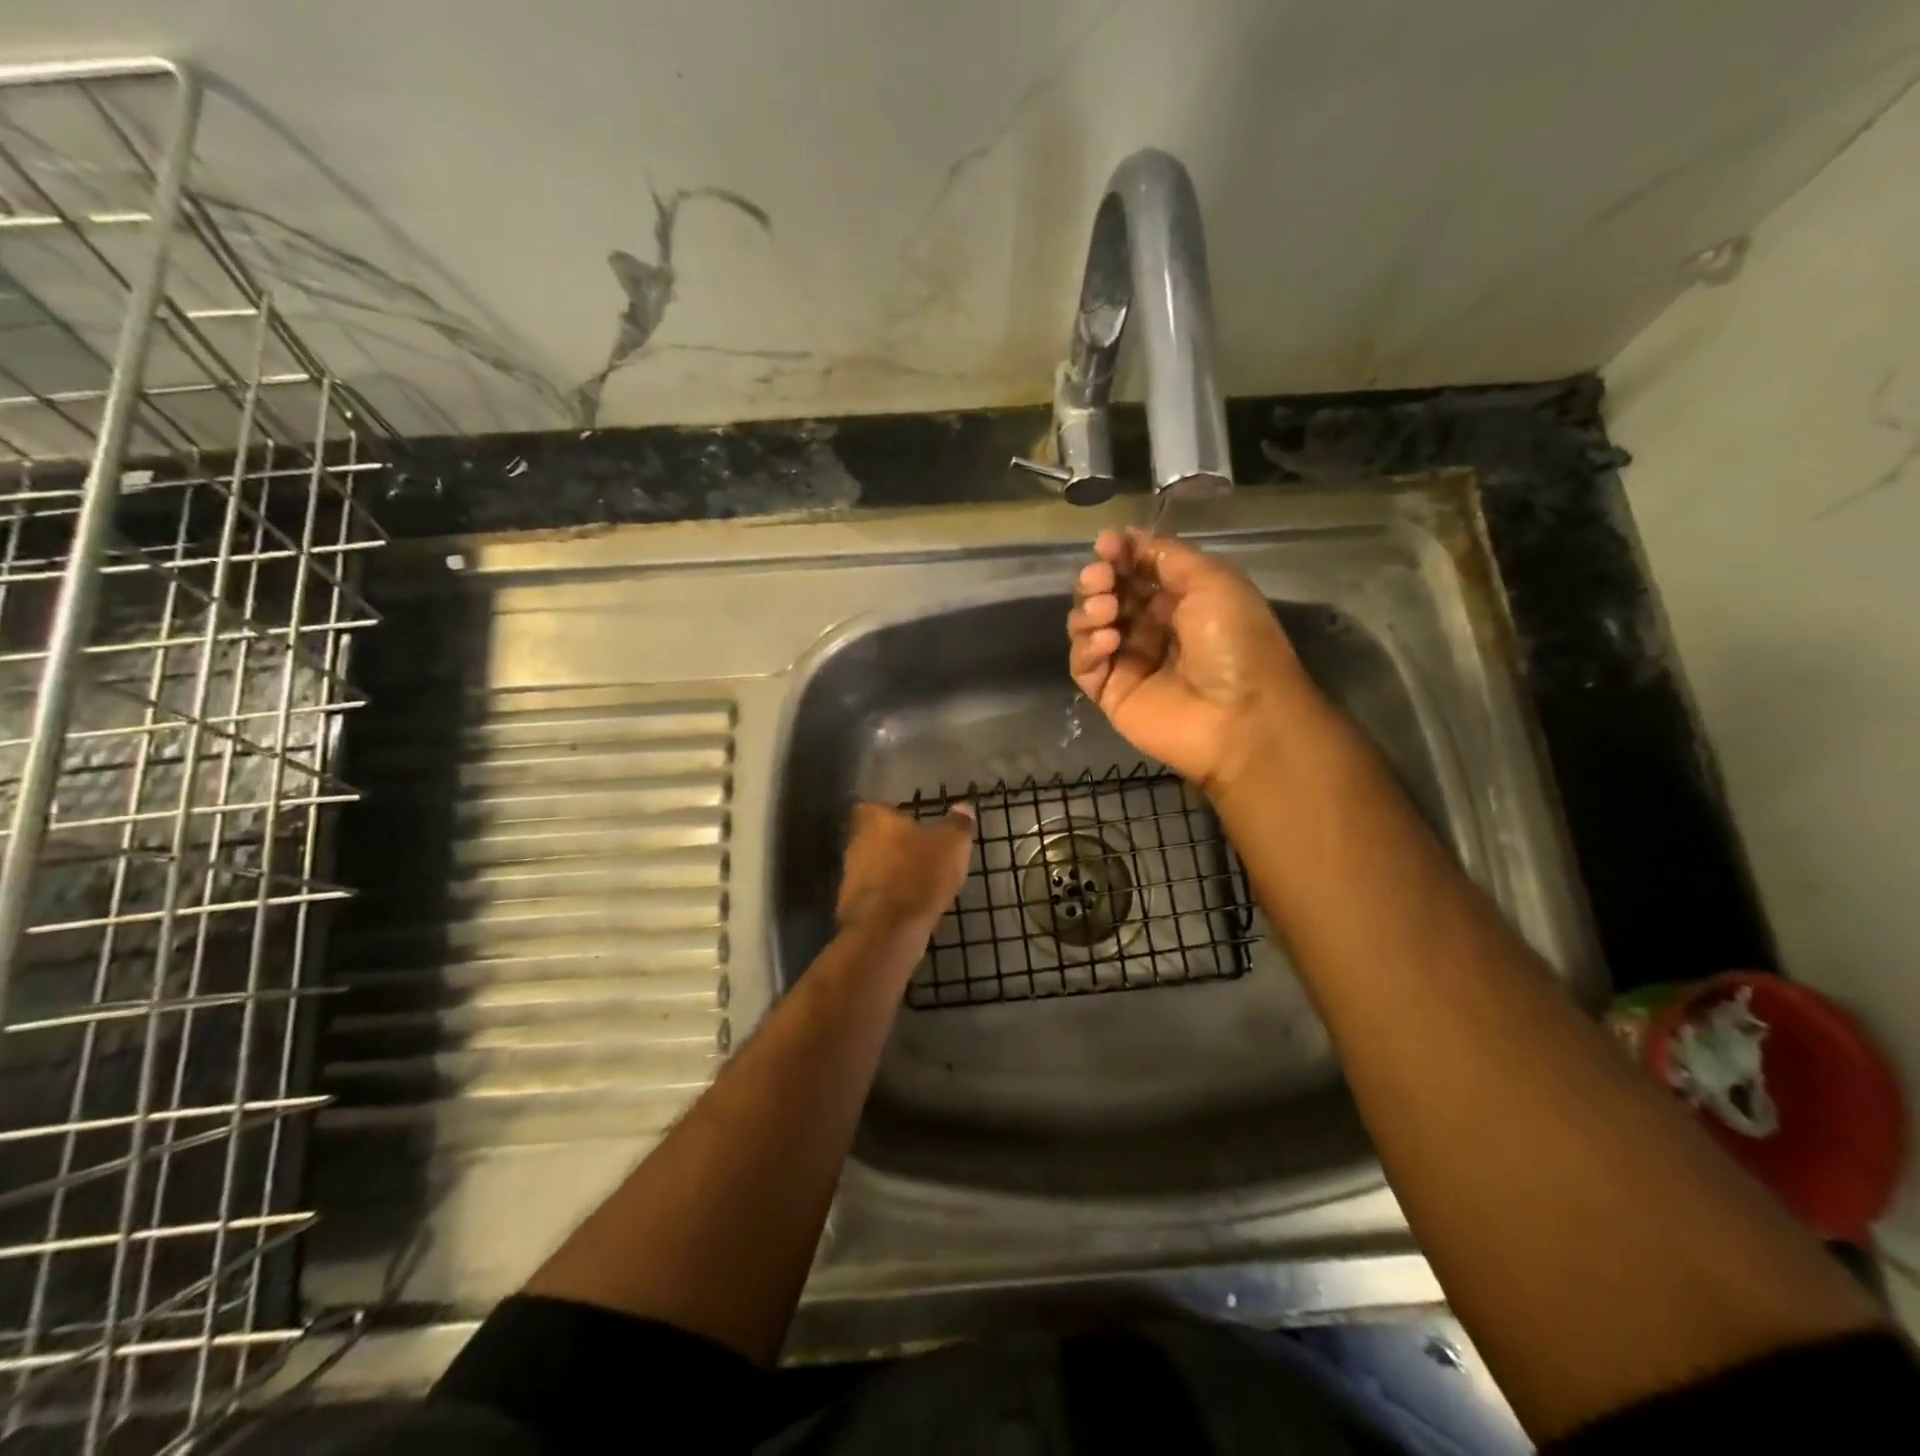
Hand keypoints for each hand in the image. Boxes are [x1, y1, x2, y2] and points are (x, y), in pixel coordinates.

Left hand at [836, 801, 975, 937]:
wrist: (887, 930)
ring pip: (872, 869)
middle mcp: (856, 846)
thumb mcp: (952, 845)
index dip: (888, 814)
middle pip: (871, 839)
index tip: (906, 821)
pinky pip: (874, 898)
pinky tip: (909, 908)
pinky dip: (889, 900)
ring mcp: (850, 879)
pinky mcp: (852, 909)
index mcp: (875, 822)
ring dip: (890, 874)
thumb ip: (958, 825)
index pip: (873, 808)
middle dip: (892, 845)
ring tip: (918, 882)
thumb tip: (963, 808)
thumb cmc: (919, 874)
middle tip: (918, 852)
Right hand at [1067, 527, 1309, 788]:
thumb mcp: (1212, 580)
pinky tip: (1105, 642)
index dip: (1118, 554)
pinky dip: (1086, 648)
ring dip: (1089, 610)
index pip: (1136, 569)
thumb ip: (1166, 555)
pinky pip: (1083, 665)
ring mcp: (1129, 662)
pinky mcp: (1111, 693)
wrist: (1240, 717)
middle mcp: (1152, 628)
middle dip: (1098, 580)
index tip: (1106, 544)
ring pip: (1088, 626)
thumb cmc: (1236, 642)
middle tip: (1100, 580)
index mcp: (1180, 600)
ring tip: (1106, 612)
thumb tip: (1126, 537)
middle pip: (1107, 594)